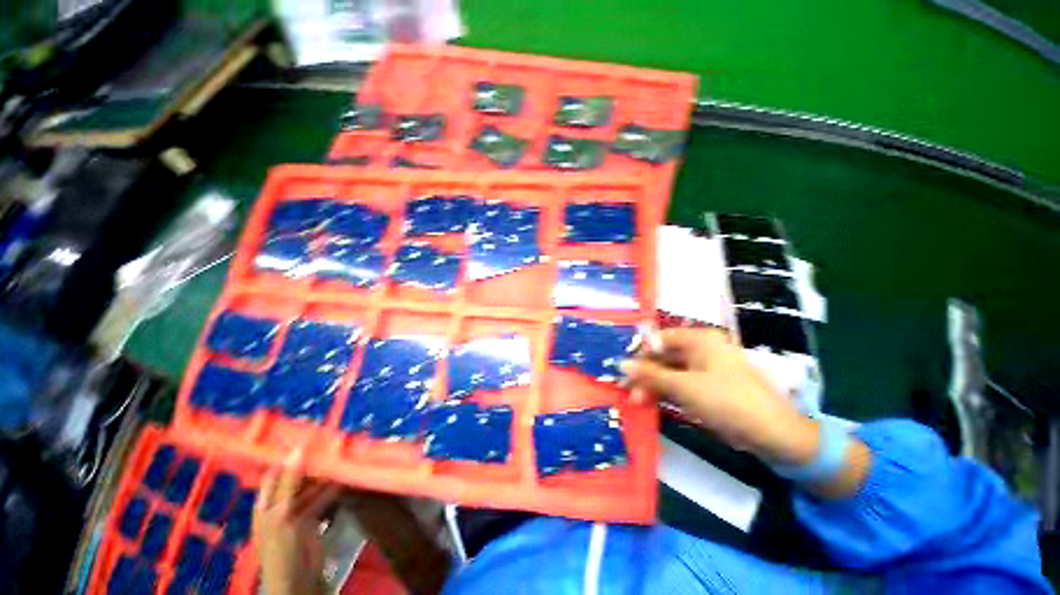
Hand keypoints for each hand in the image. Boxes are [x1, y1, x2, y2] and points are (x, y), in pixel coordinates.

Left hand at [254, 450, 340, 594]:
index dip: (289, 454)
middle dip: (313, 461)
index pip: (276, 470)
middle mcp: (281, 502)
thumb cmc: (281, 547)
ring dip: (326, 473)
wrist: (298, 579)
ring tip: (342, 456)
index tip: (309, 435)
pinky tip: (345, 476)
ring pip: (313, 485)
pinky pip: (323, 496)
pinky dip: (333, 486)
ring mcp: (299, 509)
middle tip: (332, 443)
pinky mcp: (315, 516)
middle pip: (297, 476)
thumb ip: (290, 482)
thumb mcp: (282, 514)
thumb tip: (298, 449)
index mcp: (266, 501)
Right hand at [622, 327, 817, 464]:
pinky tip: (652, 403)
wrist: (774, 436)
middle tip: (628, 391)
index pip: (660, 339)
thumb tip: (621, 363)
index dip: (640, 353)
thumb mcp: (684, 387)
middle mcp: (701, 350)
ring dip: (652, 385)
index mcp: (699, 340)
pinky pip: (680, 384)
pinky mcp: (708, 387)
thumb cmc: (728, 401)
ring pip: (670, 372)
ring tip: (637, 401)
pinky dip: (666, 393)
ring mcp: (705, 369)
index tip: (624, 370)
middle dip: (645, 374)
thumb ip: (650, 375)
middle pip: (663, 357)